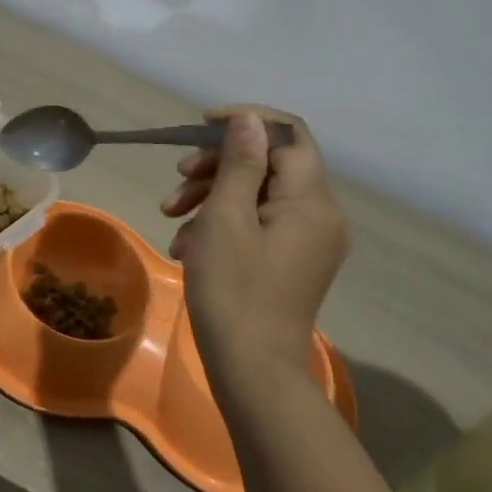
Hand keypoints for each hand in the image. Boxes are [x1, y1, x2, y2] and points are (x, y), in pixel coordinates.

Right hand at [160, 107, 349, 406]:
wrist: (253, 372)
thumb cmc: (234, 291)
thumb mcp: (226, 218)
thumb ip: (240, 163)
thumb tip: (250, 119)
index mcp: (311, 200)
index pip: (288, 133)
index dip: (246, 120)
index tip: (202, 126)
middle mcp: (320, 214)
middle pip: (269, 163)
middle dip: (218, 164)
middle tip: (178, 178)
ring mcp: (308, 241)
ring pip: (258, 194)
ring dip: (212, 195)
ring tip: (171, 217)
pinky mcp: (293, 261)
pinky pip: (259, 224)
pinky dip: (223, 224)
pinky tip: (186, 246)